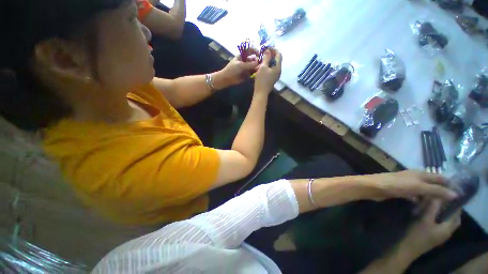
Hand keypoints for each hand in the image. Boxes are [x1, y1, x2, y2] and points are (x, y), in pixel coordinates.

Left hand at [219, 51, 258, 85]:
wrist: (227, 79)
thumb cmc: (232, 70)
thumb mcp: (240, 65)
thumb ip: (249, 64)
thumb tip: (258, 63)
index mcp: (242, 55)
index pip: (250, 50)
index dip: (255, 50)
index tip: (259, 54)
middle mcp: (245, 60)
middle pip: (253, 58)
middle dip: (257, 60)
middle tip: (260, 64)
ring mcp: (246, 67)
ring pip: (254, 66)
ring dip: (257, 67)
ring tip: (259, 69)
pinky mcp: (247, 74)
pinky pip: (252, 72)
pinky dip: (255, 72)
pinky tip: (257, 73)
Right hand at [254, 49, 281, 94]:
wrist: (261, 93)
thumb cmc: (262, 80)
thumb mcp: (263, 67)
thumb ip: (266, 58)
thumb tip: (268, 50)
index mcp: (278, 67)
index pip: (279, 54)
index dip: (274, 49)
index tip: (267, 47)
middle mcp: (278, 71)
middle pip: (277, 59)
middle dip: (271, 55)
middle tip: (263, 53)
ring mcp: (276, 75)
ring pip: (273, 65)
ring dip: (268, 60)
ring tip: (261, 59)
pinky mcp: (272, 79)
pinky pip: (271, 69)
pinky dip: (267, 66)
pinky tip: (262, 66)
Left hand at [366, 170, 457, 201]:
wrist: (374, 187)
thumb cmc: (396, 185)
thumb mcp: (418, 187)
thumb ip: (437, 190)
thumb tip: (456, 195)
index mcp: (421, 173)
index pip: (440, 177)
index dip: (450, 184)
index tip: (461, 194)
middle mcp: (415, 177)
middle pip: (432, 184)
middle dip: (442, 192)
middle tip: (452, 204)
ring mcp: (407, 184)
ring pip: (424, 190)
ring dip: (431, 197)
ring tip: (441, 208)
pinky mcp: (401, 191)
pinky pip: (415, 196)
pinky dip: (420, 201)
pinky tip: (424, 207)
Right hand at [399, 200, 460, 257]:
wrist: (407, 248)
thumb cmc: (417, 234)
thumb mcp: (424, 219)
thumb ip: (432, 207)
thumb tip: (438, 194)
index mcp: (448, 228)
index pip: (457, 214)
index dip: (456, 204)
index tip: (450, 193)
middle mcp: (447, 231)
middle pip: (452, 218)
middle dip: (450, 208)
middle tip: (441, 197)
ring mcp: (439, 234)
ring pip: (445, 221)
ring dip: (442, 212)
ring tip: (434, 203)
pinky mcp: (432, 235)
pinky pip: (438, 223)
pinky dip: (437, 216)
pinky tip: (427, 212)